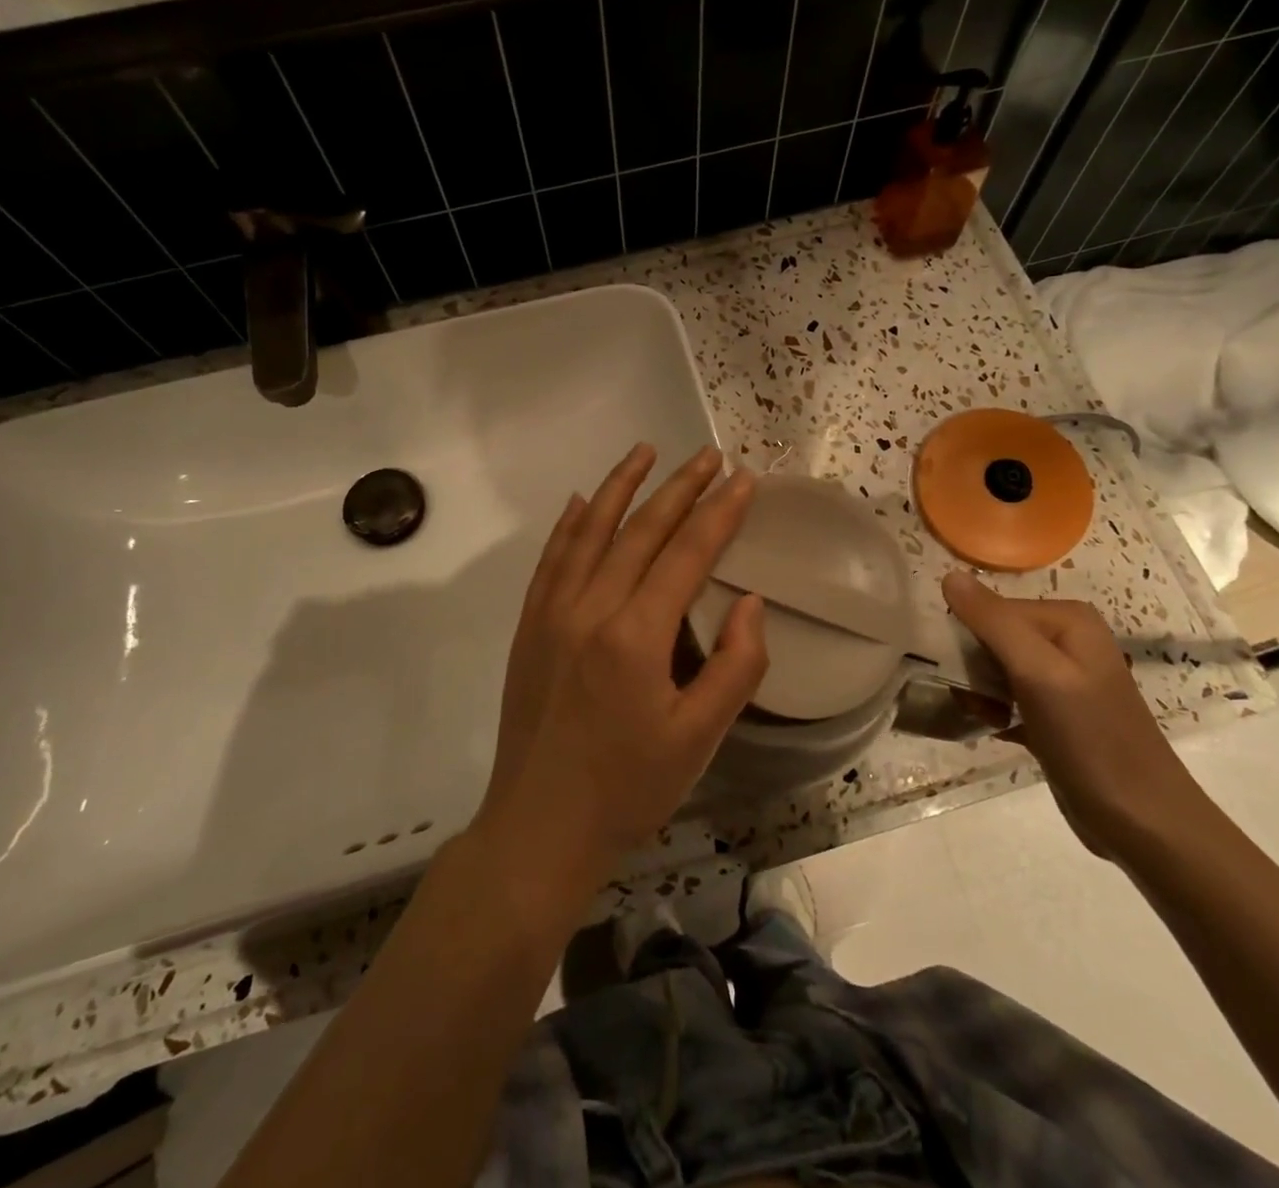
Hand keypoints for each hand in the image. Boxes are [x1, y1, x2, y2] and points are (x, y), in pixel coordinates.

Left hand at [476, 445, 766, 900]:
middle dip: (679, 487)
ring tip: (645, 451)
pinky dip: (569, 524)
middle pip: (640, 530)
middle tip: (708, 455)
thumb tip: (748, 601)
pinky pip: (551, 559)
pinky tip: (578, 501)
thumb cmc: (628, 788)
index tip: (744, 479)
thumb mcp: (699, 739)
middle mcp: (590, 608)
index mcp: (636, 635)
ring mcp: (552, 613)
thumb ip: (735, 666)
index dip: (719, 512)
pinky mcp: (529, 626)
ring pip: (589, 530)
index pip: (687, 553)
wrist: (539, 827)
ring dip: (620, 487)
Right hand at [942, 571, 1205, 859]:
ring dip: (979, 692)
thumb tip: (949, 575)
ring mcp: (1062, 678)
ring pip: (995, 668)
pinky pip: (1006, 696)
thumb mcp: (1037, 673)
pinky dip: (993, 711)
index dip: (968, 638)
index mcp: (1067, 619)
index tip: (958, 671)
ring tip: (984, 717)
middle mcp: (1067, 640)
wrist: (1142, 822)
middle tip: (974, 699)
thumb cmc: (1090, 739)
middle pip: (992, 636)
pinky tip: (993, 728)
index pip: (992, 609)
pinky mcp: (1055, 713)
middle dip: (973, 667)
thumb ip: (993, 622)